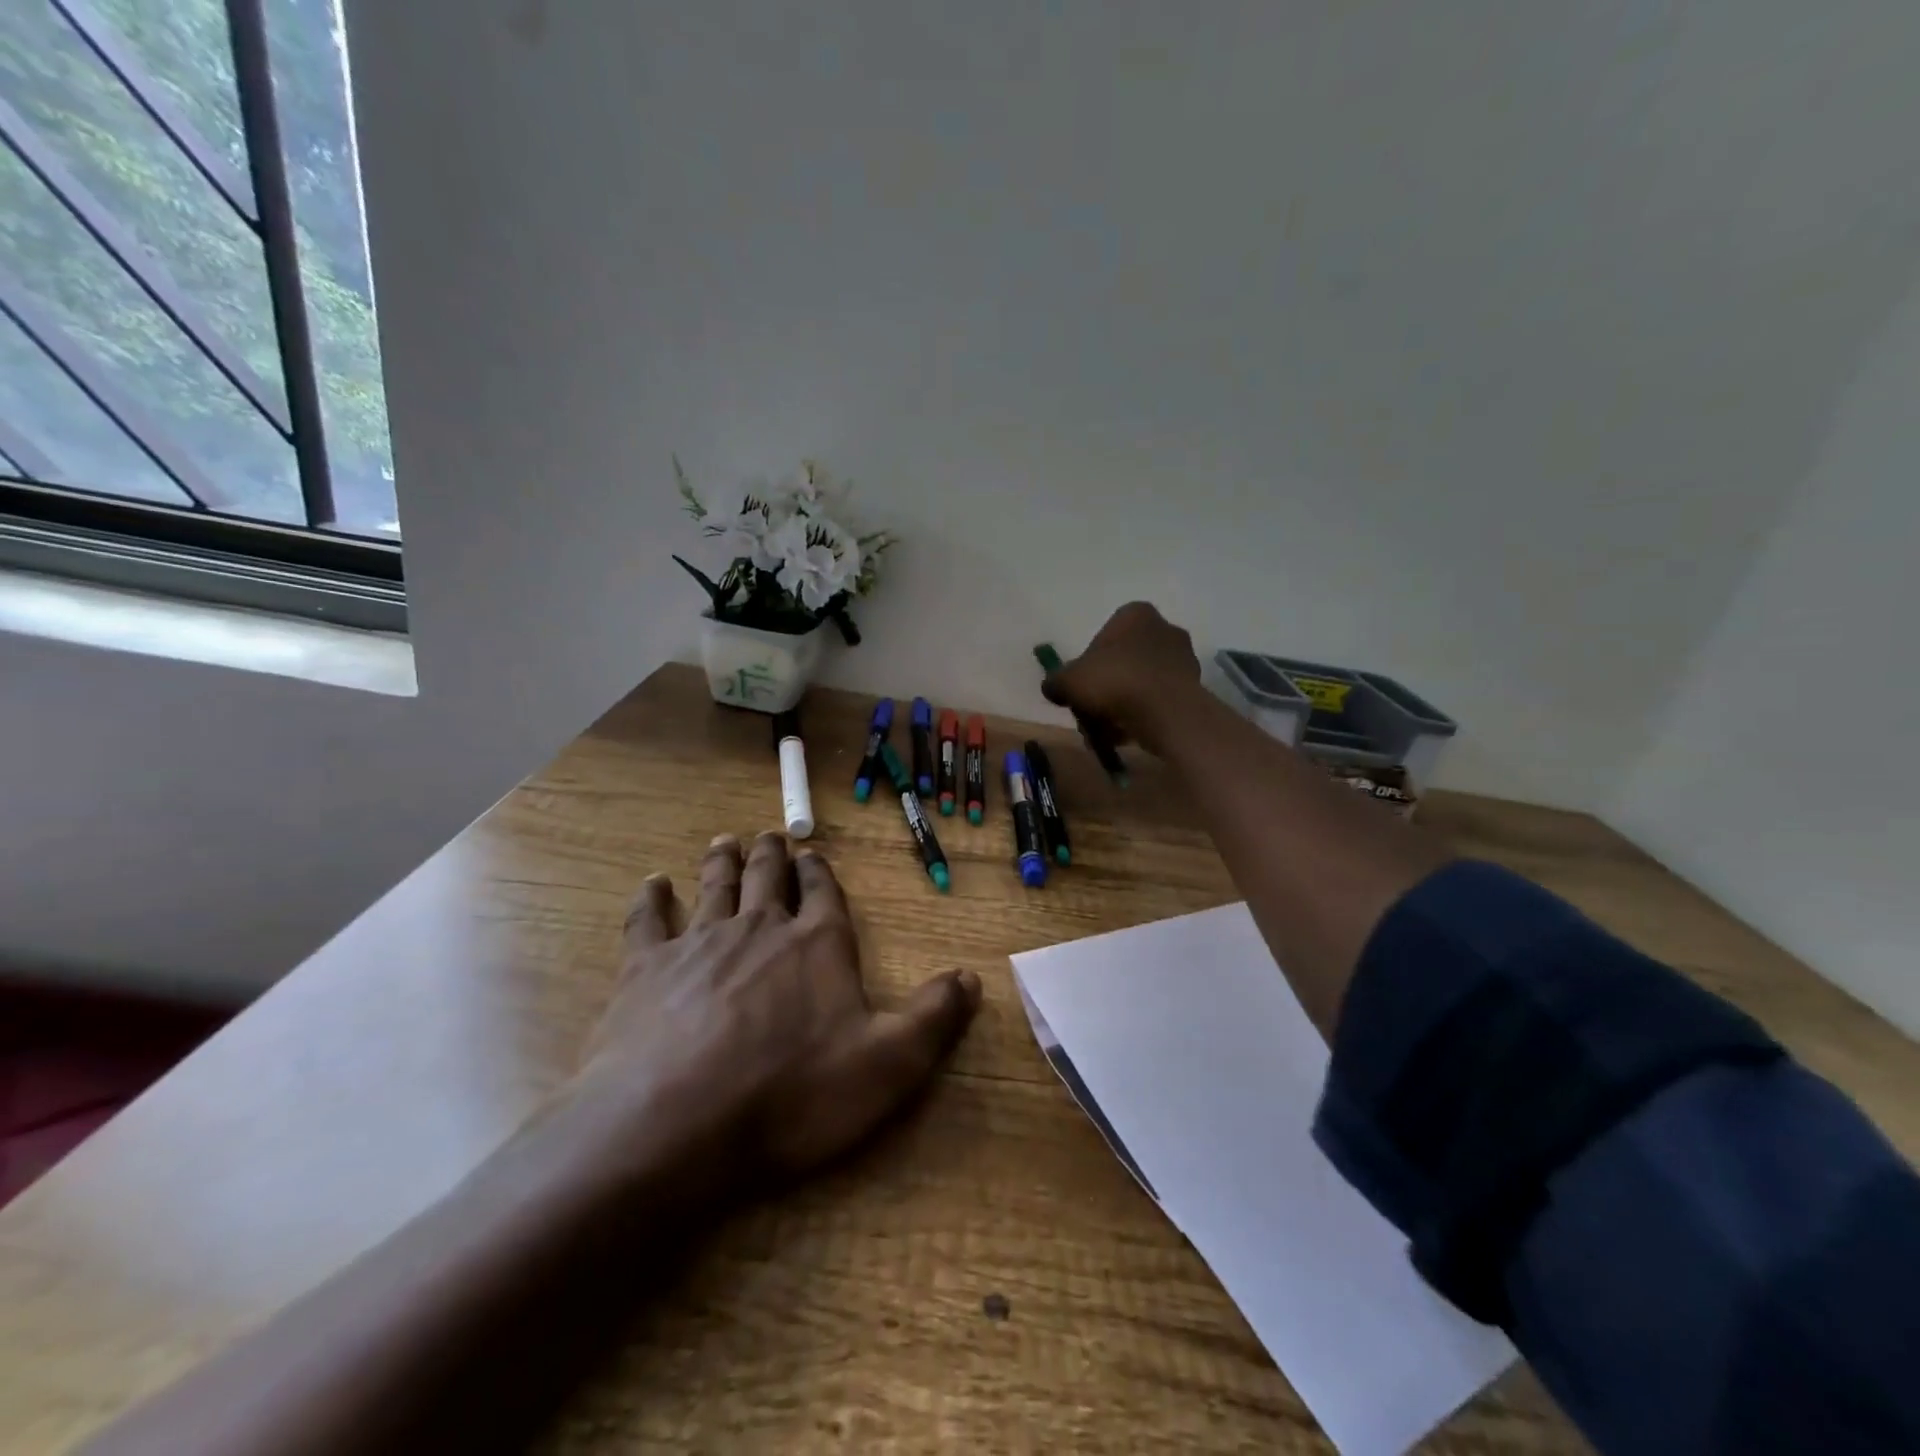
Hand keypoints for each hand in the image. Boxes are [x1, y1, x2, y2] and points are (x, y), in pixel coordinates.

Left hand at [576, 831, 979, 1201]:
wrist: (673, 1124)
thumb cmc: (790, 1094)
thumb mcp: (888, 1065)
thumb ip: (933, 1017)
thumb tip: (971, 977)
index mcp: (818, 944)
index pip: (825, 893)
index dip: (821, 872)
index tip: (812, 854)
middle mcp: (761, 927)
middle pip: (768, 878)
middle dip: (771, 855)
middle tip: (768, 836)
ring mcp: (700, 942)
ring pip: (716, 886)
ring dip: (722, 861)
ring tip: (724, 841)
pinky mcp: (645, 968)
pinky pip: (648, 920)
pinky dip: (651, 898)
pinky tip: (651, 884)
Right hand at [1042, 601, 1202, 755]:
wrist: (1166, 712)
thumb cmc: (1115, 682)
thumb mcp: (1069, 681)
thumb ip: (1055, 681)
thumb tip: (1052, 688)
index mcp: (1135, 614)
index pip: (1103, 637)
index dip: (1086, 666)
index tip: (1080, 689)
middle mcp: (1163, 628)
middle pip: (1121, 662)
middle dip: (1104, 690)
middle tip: (1090, 715)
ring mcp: (1183, 658)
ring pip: (1138, 684)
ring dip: (1120, 707)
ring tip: (1106, 733)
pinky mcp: (1193, 687)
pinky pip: (1157, 701)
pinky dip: (1141, 716)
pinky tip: (1126, 737)